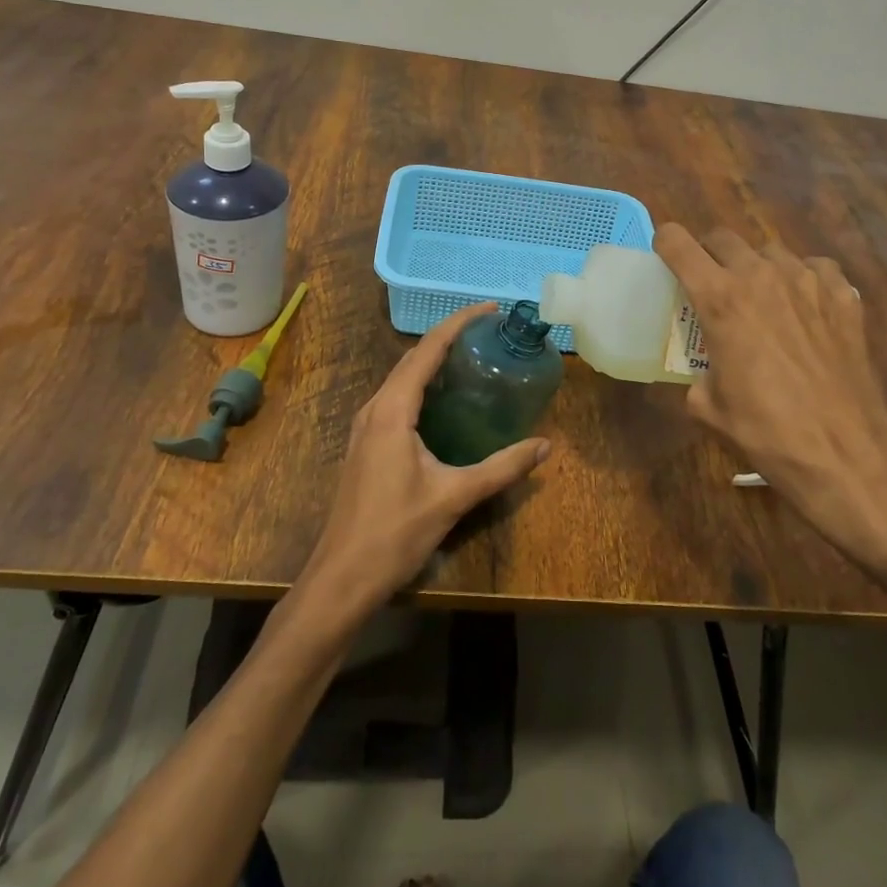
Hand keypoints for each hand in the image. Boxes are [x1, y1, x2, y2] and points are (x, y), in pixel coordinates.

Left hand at [301, 303, 549, 615]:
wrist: (341, 578)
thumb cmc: (395, 533)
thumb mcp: (454, 497)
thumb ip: (501, 468)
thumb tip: (545, 446)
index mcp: (392, 410)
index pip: (427, 350)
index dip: (458, 323)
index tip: (489, 309)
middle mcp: (374, 409)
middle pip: (411, 358)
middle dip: (448, 338)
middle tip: (488, 333)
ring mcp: (364, 427)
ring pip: (400, 378)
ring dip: (432, 361)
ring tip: (470, 358)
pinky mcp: (364, 445)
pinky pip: (395, 399)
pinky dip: (421, 385)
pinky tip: (443, 402)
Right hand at [653, 223, 886, 580]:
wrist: (844, 453)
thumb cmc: (766, 431)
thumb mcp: (708, 407)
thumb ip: (697, 374)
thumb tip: (705, 372)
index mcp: (719, 298)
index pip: (677, 243)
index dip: (665, 243)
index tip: (665, 257)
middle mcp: (760, 276)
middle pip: (722, 237)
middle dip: (709, 254)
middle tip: (710, 282)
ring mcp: (807, 281)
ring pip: (770, 251)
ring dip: (756, 266)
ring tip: (760, 297)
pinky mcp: (844, 296)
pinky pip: (815, 267)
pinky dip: (803, 278)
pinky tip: (804, 305)